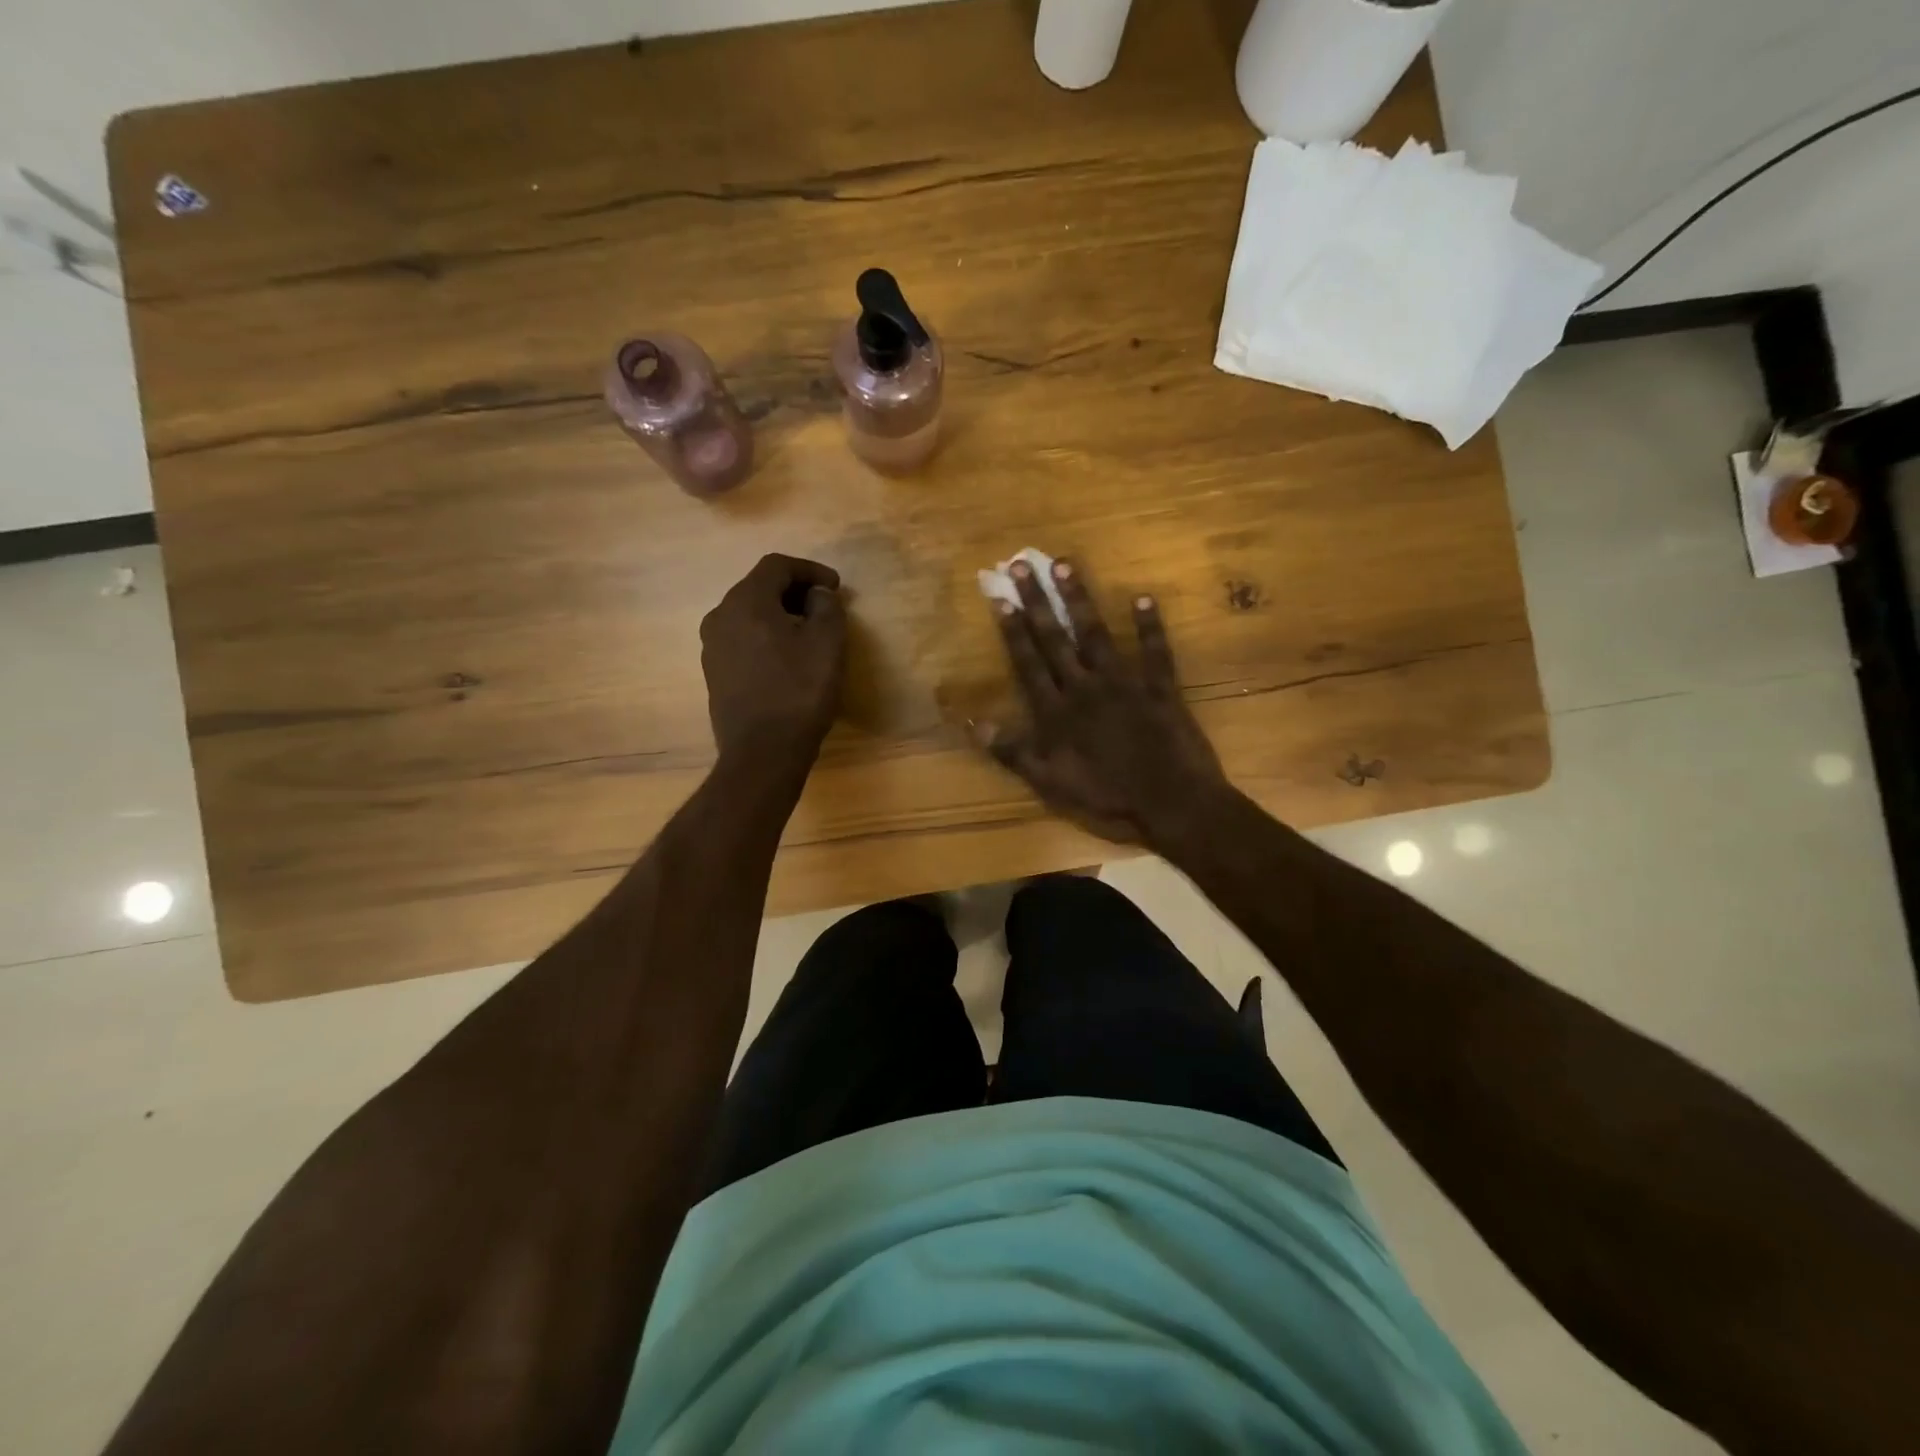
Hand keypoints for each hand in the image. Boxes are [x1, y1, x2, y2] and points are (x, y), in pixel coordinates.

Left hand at [701, 554, 846, 769]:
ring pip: (749, 615)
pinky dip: (766, 637)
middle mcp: (720, 616)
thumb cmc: (799, 691)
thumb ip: (826, 606)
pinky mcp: (715, 673)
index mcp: (746, 601)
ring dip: (780, 615)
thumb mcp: (828, 643)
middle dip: (795, 592)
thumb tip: (816, 595)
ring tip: (809, 633)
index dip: (810, 570)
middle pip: (759, 588)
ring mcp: (712, 646)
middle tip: (825, 607)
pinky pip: (743, 640)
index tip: (837, 587)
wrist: (762, 752)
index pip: (777, 565)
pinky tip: (787, 659)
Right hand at [977, 557, 1227, 846]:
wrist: (1169, 802)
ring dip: (1080, 600)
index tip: (1001, 597)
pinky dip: (1150, 626)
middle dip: (1037, 601)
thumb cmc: (1106, 796)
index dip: (1013, 630)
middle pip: (1055, 639)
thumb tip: (974, 724)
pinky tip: (1144, 597)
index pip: (1029, 663)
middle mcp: (1085, 687)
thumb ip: (1013, 752)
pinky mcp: (1159, 688)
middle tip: (1022, 564)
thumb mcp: (1049, 783)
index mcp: (1057, 711)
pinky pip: (1155, 652)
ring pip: (1096, 635)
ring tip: (1065, 565)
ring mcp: (1124, 684)